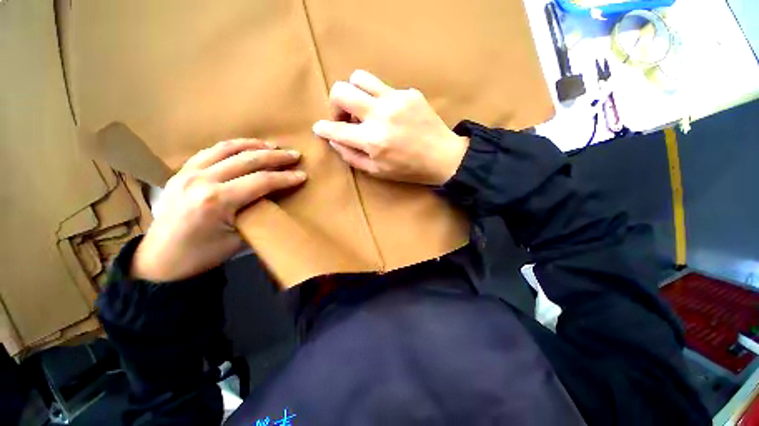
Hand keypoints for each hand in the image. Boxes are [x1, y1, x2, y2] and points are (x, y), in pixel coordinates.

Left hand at [131, 139, 305, 281]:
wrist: (160, 260)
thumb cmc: (202, 255)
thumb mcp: (238, 240)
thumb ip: (257, 215)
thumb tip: (274, 200)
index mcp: (217, 201)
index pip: (261, 181)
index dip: (285, 178)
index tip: (302, 176)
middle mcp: (202, 180)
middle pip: (247, 160)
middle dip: (275, 157)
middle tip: (294, 155)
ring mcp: (188, 173)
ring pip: (227, 149)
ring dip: (254, 145)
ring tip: (272, 146)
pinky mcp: (181, 172)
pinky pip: (210, 151)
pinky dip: (231, 146)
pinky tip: (244, 147)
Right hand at [312, 70, 468, 185]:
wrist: (443, 157)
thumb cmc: (409, 170)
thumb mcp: (378, 172)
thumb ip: (352, 157)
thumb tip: (334, 140)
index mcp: (373, 141)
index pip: (336, 129)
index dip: (323, 128)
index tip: (319, 128)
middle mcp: (381, 115)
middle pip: (341, 91)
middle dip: (335, 104)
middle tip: (344, 117)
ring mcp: (396, 100)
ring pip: (359, 78)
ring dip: (354, 92)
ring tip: (363, 109)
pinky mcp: (409, 93)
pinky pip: (384, 88)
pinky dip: (379, 100)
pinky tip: (389, 114)